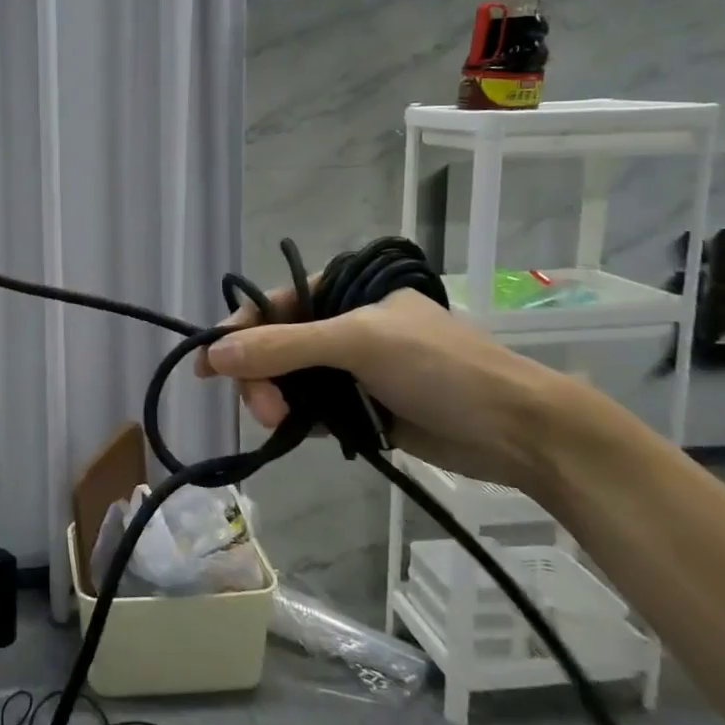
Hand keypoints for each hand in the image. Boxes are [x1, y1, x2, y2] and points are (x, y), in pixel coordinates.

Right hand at [194, 285, 568, 492]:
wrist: (518, 431)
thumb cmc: (440, 368)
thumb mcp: (358, 343)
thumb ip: (283, 346)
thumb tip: (213, 353)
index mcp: (343, 292)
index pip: (272, 304)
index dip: (236, 332)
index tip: (206, 367)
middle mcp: (342, 324)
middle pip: (274, 346)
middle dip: (260, 375)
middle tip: (263, 411)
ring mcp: (351, 367)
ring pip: (288, 380)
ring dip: (275, 400)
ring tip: (281, 424)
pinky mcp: (361, 406)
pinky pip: (311, 408)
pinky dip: (298, 419)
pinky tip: (297, 431)